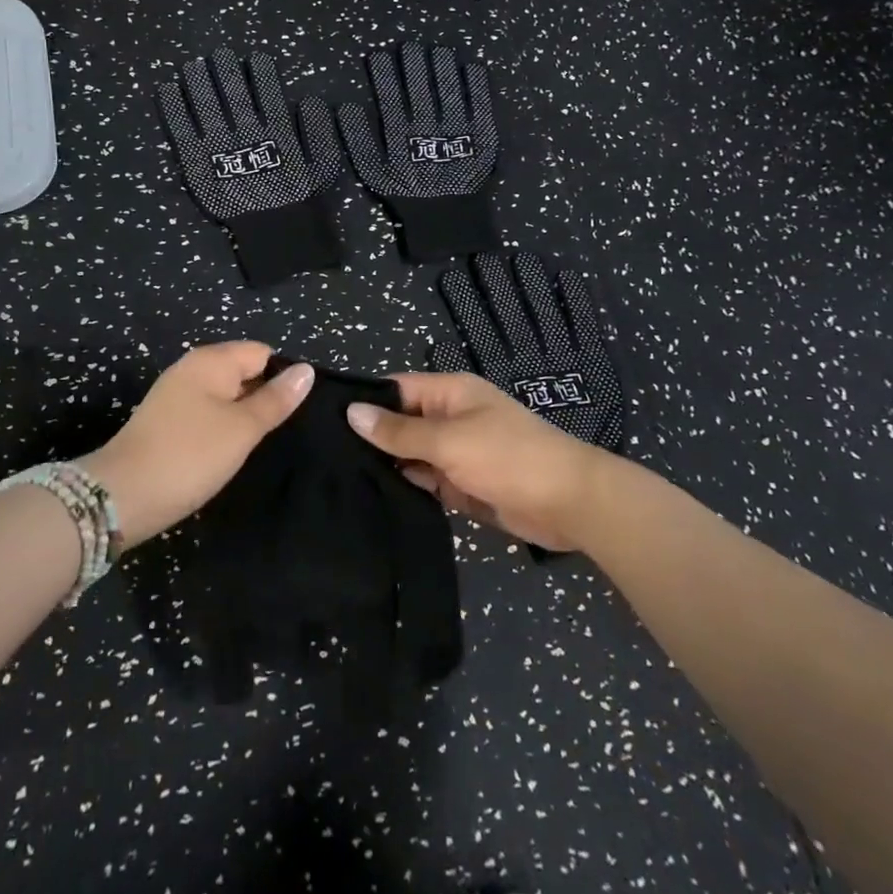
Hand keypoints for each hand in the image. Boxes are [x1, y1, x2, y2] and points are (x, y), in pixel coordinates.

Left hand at [85, 341, 312, 546]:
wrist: (121, 496)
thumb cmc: (190, 456)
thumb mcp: (242, 428)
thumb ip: (276, 399)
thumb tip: (306, 369)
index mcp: (211, 360)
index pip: (262, 352)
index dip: (282, 378)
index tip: (294, 413)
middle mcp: (192, 369)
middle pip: (243, 372)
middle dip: (264, 397)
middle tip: (281, 432)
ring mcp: (175, 395)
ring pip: (225, 396)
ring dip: (242, 417)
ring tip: (257, 445)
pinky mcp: (166, 421)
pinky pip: (206, 414)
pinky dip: (221, 429)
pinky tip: (227, 453)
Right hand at [347, 371, 614, 551]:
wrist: (570, 504)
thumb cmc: (508, 458)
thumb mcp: (448, 440)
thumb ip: (399, 431)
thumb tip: (352, 412)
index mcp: (450, 393)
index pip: (396, 389)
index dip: (364, 402)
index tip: (321, 420)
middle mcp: (450, 418)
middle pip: (401, 423)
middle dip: (371, 438)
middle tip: (323, 458)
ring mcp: (457, 453)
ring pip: (411, 456)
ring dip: (388, 467)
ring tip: (338, 480)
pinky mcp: (463, 485)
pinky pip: (427, 482)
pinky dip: (409, 489)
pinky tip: (372, 501)